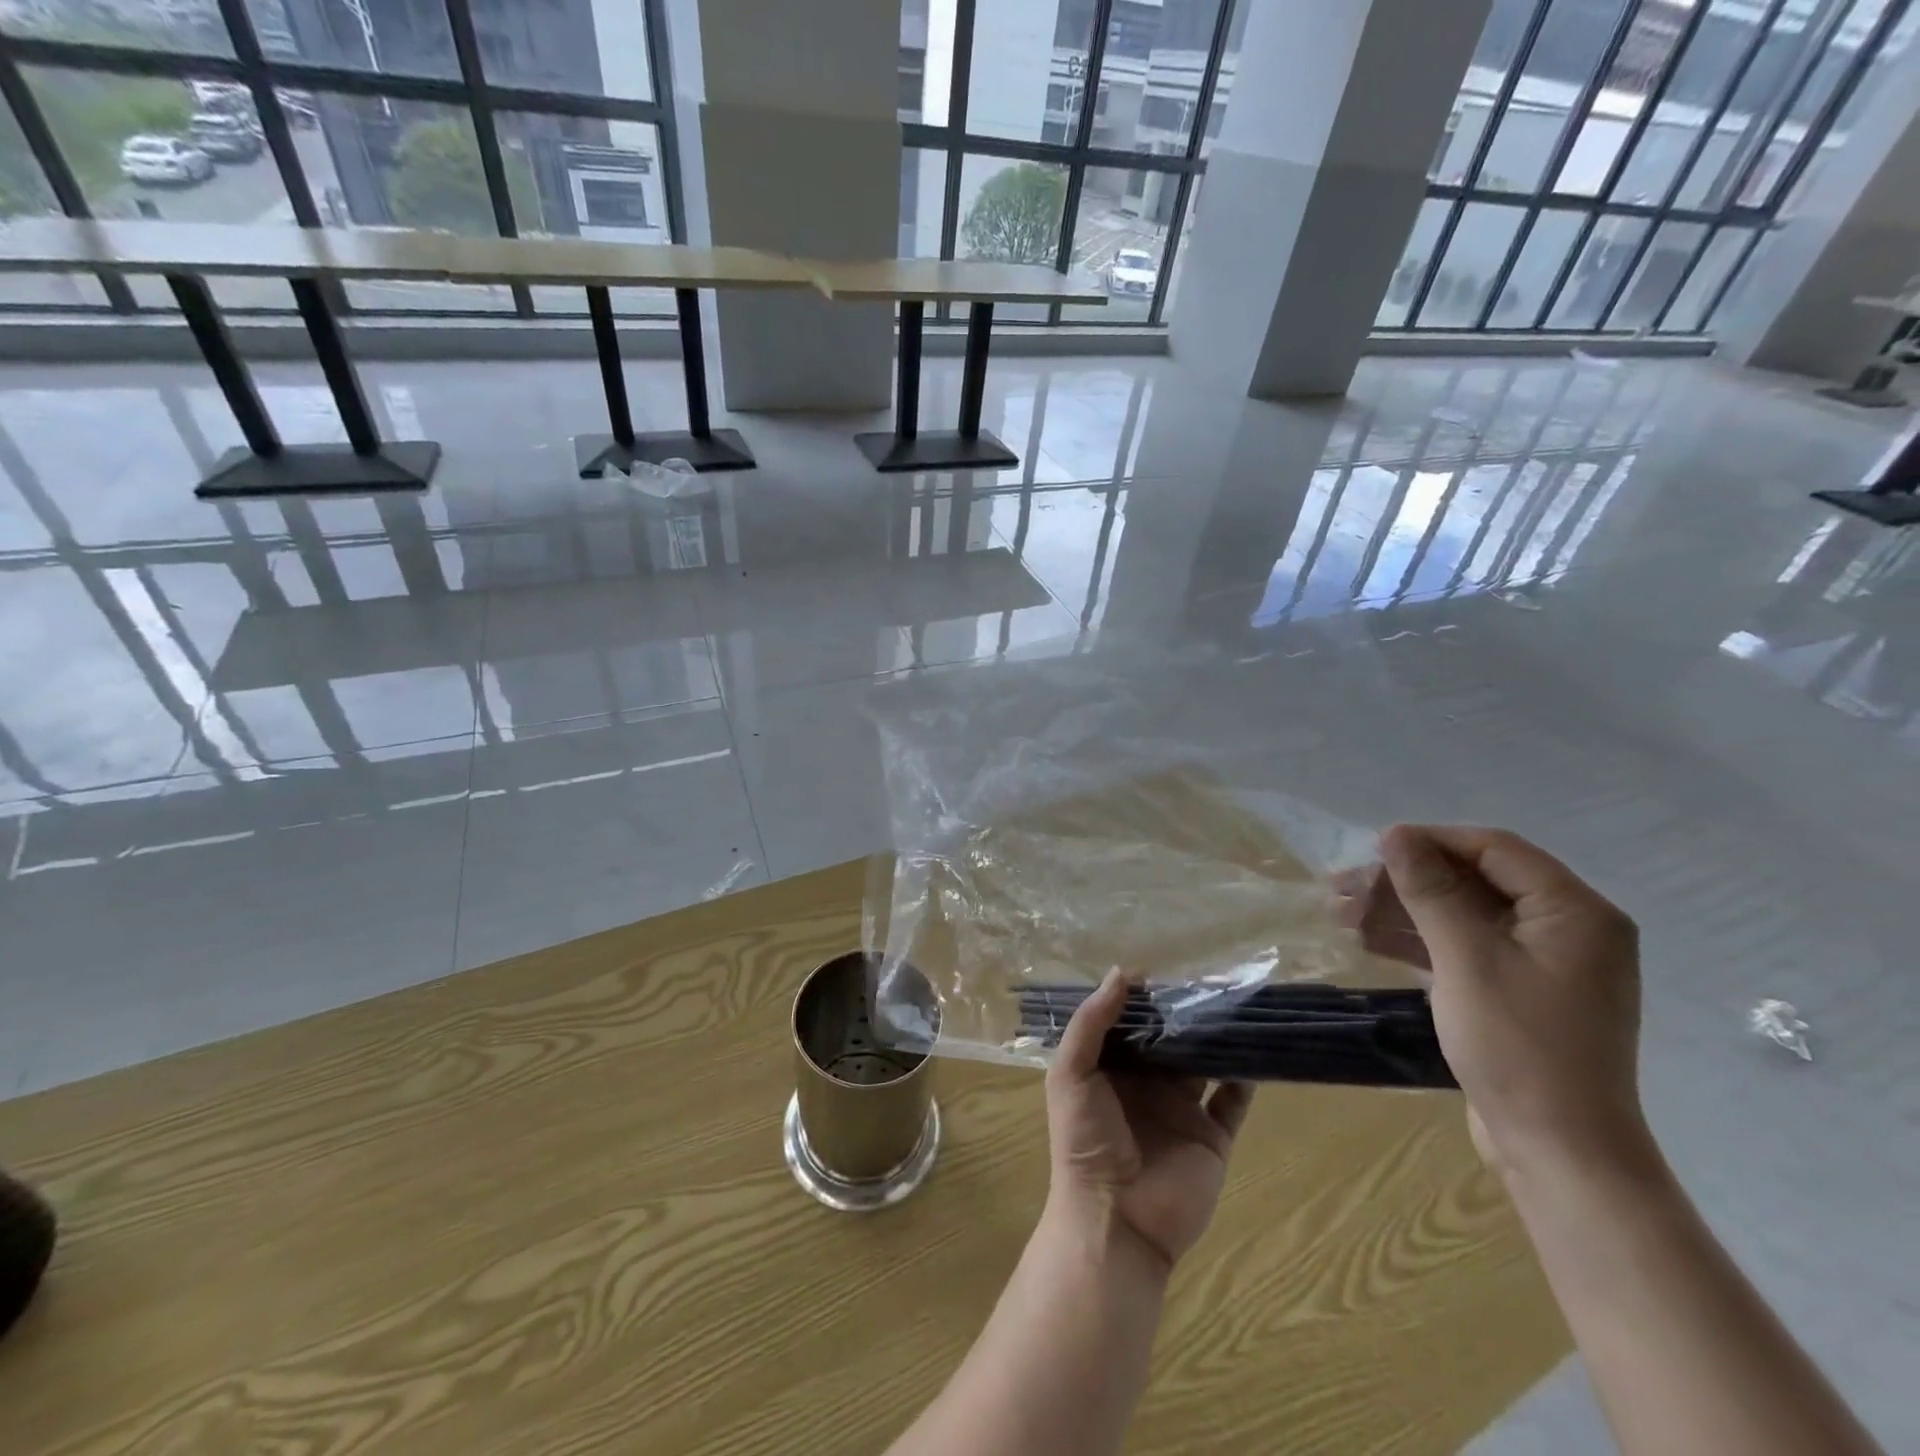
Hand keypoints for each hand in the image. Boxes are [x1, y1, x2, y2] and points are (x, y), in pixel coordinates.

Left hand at [1043, 969, 1252, 1272]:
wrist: (1116, 1220)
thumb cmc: (1084, 1141)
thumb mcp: (1071, 1073)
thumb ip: (1091, 1022)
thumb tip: (1122, 972)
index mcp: (1110, 1069)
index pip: (1130, 1023)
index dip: (1144, 999)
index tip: (1165, 970)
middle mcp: (1147, 1085)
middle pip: (1170, 1040)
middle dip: (1185, 1014)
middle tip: (1211, 980)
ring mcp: (1182, 1110)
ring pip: (1204, 1064)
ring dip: (1217, 1039)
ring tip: (1237, 1006)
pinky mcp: (1211, 1137)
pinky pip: (1233, 1103)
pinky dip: (1245, 1079)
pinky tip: (1254, 1052)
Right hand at [1335, 825, 1650, 1180]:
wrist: (1558, 1152)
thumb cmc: (1519, 1047)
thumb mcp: (1466, 959)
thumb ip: (1431, 890)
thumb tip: (1395, 833)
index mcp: (1574, 912)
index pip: (1494, 849)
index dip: (1429, 841)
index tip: (1370, 848)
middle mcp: (1566, 928)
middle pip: (1473, 880)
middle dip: (1405, 881)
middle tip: (1342, 886)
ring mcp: (1542, 963)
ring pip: (1461, 914)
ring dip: (1401, 911)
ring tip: (1340, 914)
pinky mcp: (1517, 991)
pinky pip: (1464, 947)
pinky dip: (1418, 942)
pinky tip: (1368, 941)